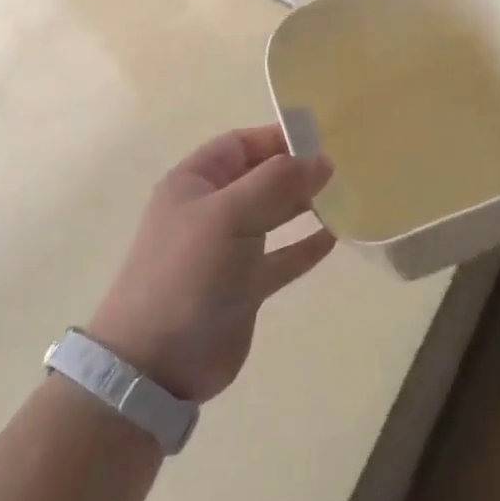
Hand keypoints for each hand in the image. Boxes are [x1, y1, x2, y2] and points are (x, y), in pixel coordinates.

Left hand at [86, 126, 336, 401]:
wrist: (156, 363)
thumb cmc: (188, 273)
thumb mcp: (230, 215)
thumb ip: (277, 182)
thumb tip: (322, 159)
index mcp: (195, 182)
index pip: (241, 144)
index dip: (278, 137)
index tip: (321, 139)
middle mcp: (211, 210)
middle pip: (259, 177)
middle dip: (296, 170)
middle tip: (341, 168)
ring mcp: (226, 249)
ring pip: (272, 216)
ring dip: (303, 206)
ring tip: (343, 196)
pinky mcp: (242, 286)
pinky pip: (280, 257)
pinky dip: (303, 247)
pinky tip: (333, 238)